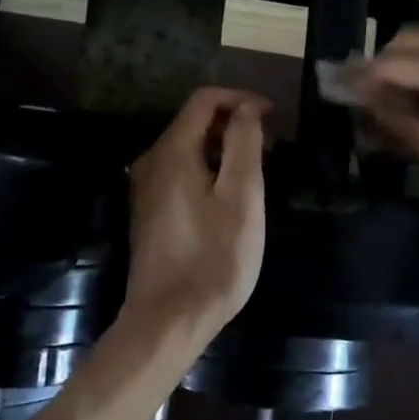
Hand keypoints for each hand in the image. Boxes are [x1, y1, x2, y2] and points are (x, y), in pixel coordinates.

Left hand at [125, 87, 270, 343]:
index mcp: (172, 151)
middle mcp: (152, 161)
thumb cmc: (214, 257)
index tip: (272, 116)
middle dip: (233, 123)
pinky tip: (230, 193)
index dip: (240, 99)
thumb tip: (246, 108)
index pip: (204, 100)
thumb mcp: (241, 196)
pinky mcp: (149, 211)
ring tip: (256, 167)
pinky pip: (180, 171)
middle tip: (270, 144)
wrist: (168, 320)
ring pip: (187, 147)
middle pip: (193, 121)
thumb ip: (244, 143)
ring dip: (222, 146)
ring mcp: (146, 188)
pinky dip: (208, 167)